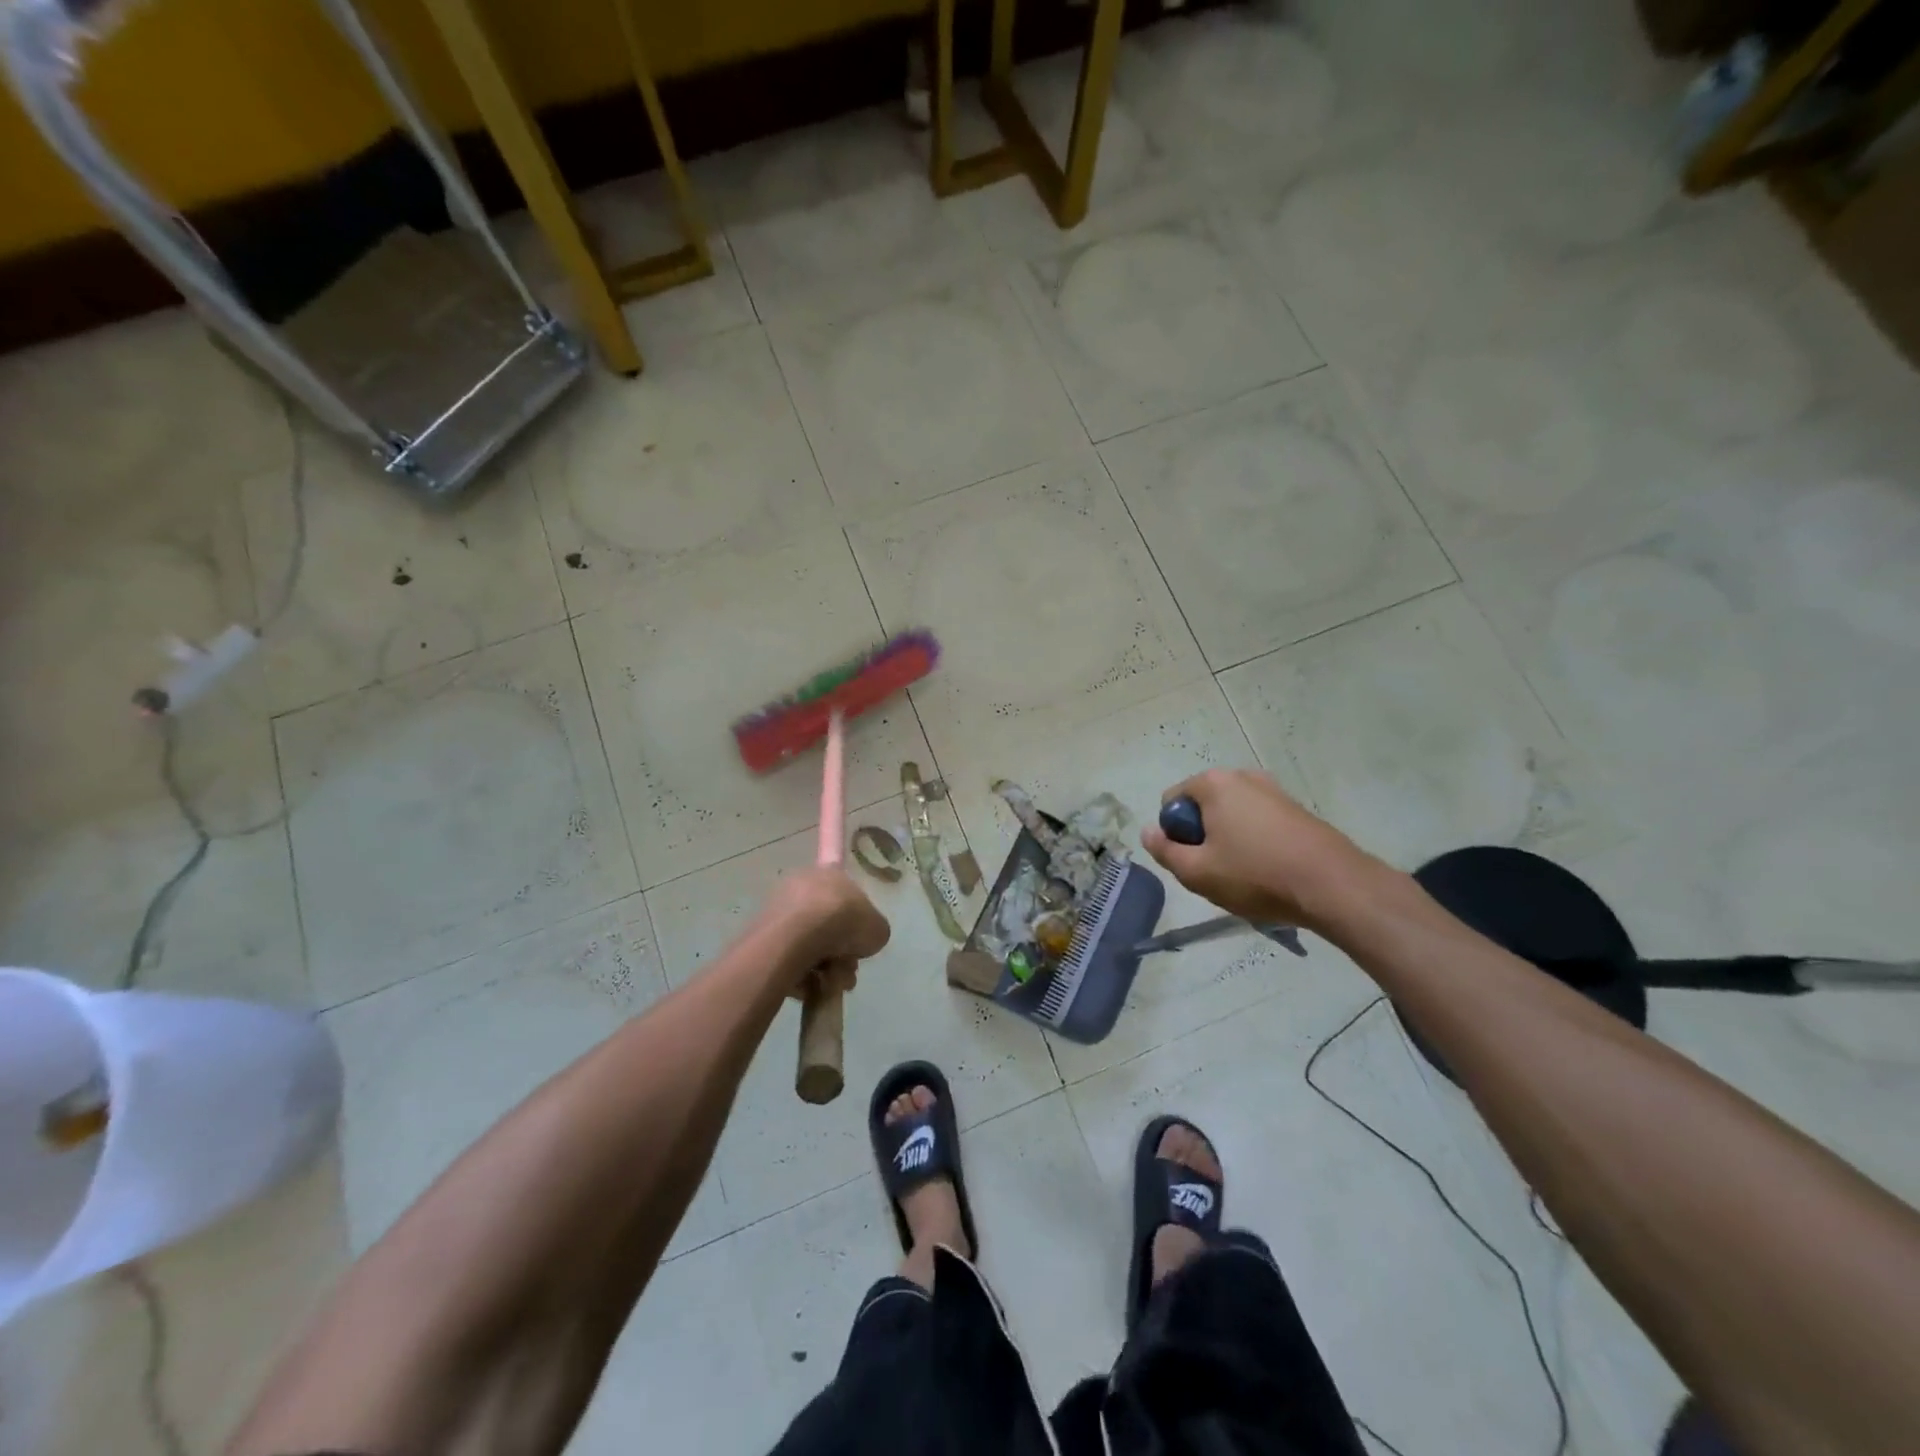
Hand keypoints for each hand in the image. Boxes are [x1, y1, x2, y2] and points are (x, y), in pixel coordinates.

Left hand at [759, 867, 891, 999]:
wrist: (797, 936)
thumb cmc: (844, 922)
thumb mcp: (878, 929)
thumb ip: (873, 932)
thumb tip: (862, 940)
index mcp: (830, 873)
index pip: (845, 894)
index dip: (854, 922)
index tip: (857, 944)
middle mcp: (802, 885)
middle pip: (827, 924)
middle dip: (840, 952)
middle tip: (848, 972)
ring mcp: (779, 909)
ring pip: (808, 944)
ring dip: (824, 968)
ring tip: (832, 984)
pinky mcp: (761, 935)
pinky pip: (788, 958)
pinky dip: (801, 974)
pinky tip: (811, 989)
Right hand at [1140, 768, 1383, 933]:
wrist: (1333, 885)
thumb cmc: (1256, 875)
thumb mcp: (1197, 872)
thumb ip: (1164, 850)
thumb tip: (1148, 831)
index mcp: (1213, 784)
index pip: (1171, 802)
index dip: (1173, 834)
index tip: (1191, 861)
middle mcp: (1242, 776)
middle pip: (1202, 806)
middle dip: (1201, 835)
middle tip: (1215, 870)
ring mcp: (1273, 790)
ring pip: (1231, 816)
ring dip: (1228, 840)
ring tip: (1244, 874)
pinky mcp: (1296, 808)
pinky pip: (1258, 822)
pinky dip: (1255, 842)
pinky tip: (1268, 870)